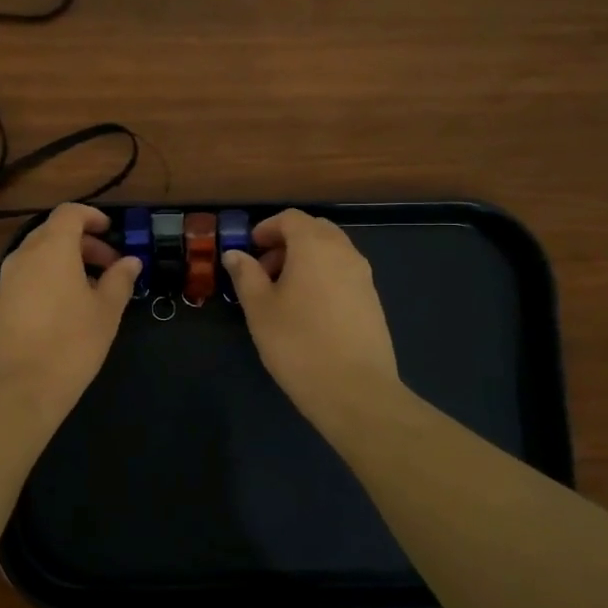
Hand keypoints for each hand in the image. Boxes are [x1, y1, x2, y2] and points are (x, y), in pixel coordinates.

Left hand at [0, 203, 139, 416]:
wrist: (19, 388)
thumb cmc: (72, 343)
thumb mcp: (106, 311)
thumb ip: (120, 280)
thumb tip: (131, 261)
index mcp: (52, 248)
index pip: (69, 213)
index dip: (91, 216)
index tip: (111, 231)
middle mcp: (23, 256)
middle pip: (53, 233)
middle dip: (83, 243)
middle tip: (109, 266)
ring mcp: (5, 280)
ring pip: (37, 256)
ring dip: (64, 262)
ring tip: (89, 290)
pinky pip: (26, 277)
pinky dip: (47, 279)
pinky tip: (64, 309)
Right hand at [222, 209, 401, 427]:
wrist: (355, 390)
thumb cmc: (297, 343)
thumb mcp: (259, 309)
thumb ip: (246, 275)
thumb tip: (235, 254)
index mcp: (314, 246)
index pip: (291, 218)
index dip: (267, 228)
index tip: (250, 249)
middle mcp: (344, 252)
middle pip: (315, 230)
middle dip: (287, 241)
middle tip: (264, 270)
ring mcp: (363, 276)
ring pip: (332, 251)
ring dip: (306, 259)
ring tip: (283, 293)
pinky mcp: (372, 300)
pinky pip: (343, 273)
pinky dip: (323, 277)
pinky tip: (308, 311)